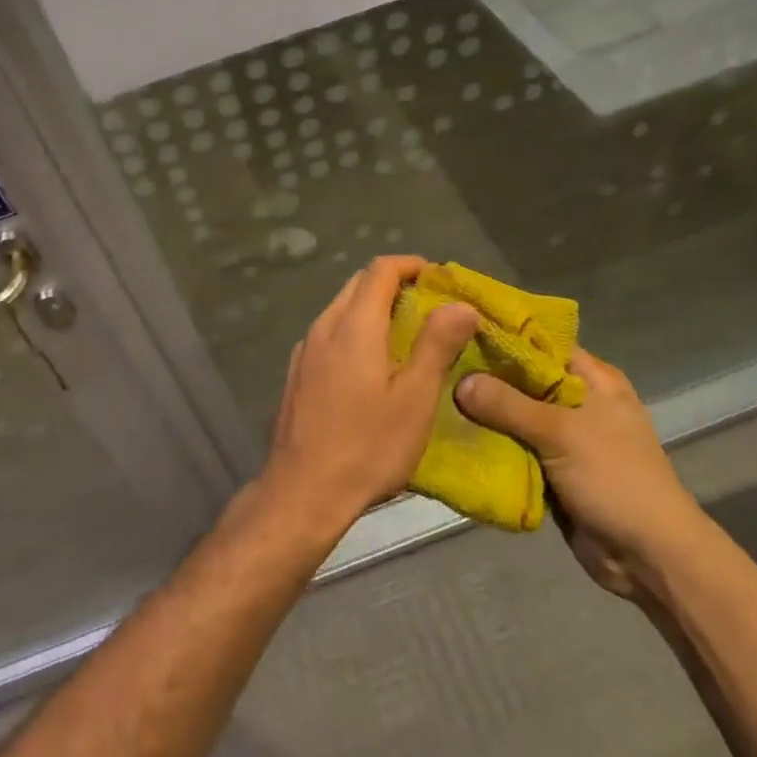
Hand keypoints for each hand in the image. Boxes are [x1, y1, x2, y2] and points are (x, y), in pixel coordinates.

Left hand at [257, 256, 477, 545]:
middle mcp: (324, 327)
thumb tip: (460, 304)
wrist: (303, 491)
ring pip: (340, 310)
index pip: (380, 270)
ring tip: (405, 336)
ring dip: (372, 309)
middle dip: (393, 285)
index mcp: (354, 325)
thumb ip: (437, 344)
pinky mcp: (296, 374)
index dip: (411, 265)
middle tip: (429, 307)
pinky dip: (354, 332)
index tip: (438, 279)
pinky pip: (329, 335)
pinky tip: (370, 366)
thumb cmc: (368, 446)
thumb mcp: (415, 398)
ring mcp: (305, 350)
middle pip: (358, 285)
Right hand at [456, 351, 708, 596]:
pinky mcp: (551, 467)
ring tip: (434, 395)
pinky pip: (513, 446)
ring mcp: (564, 436)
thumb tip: (459, 381)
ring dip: (482, 412)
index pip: (540, 342)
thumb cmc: (615, 479)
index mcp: (592, 378)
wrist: (648, 557)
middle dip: (484, 375)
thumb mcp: (561, 433)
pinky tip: (451, 433)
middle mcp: (577, 400)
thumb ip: (508, 404)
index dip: (501, 334)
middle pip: (522, 378)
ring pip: (514, 414)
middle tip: (437, 364)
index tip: (456, 328)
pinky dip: (489, 442)